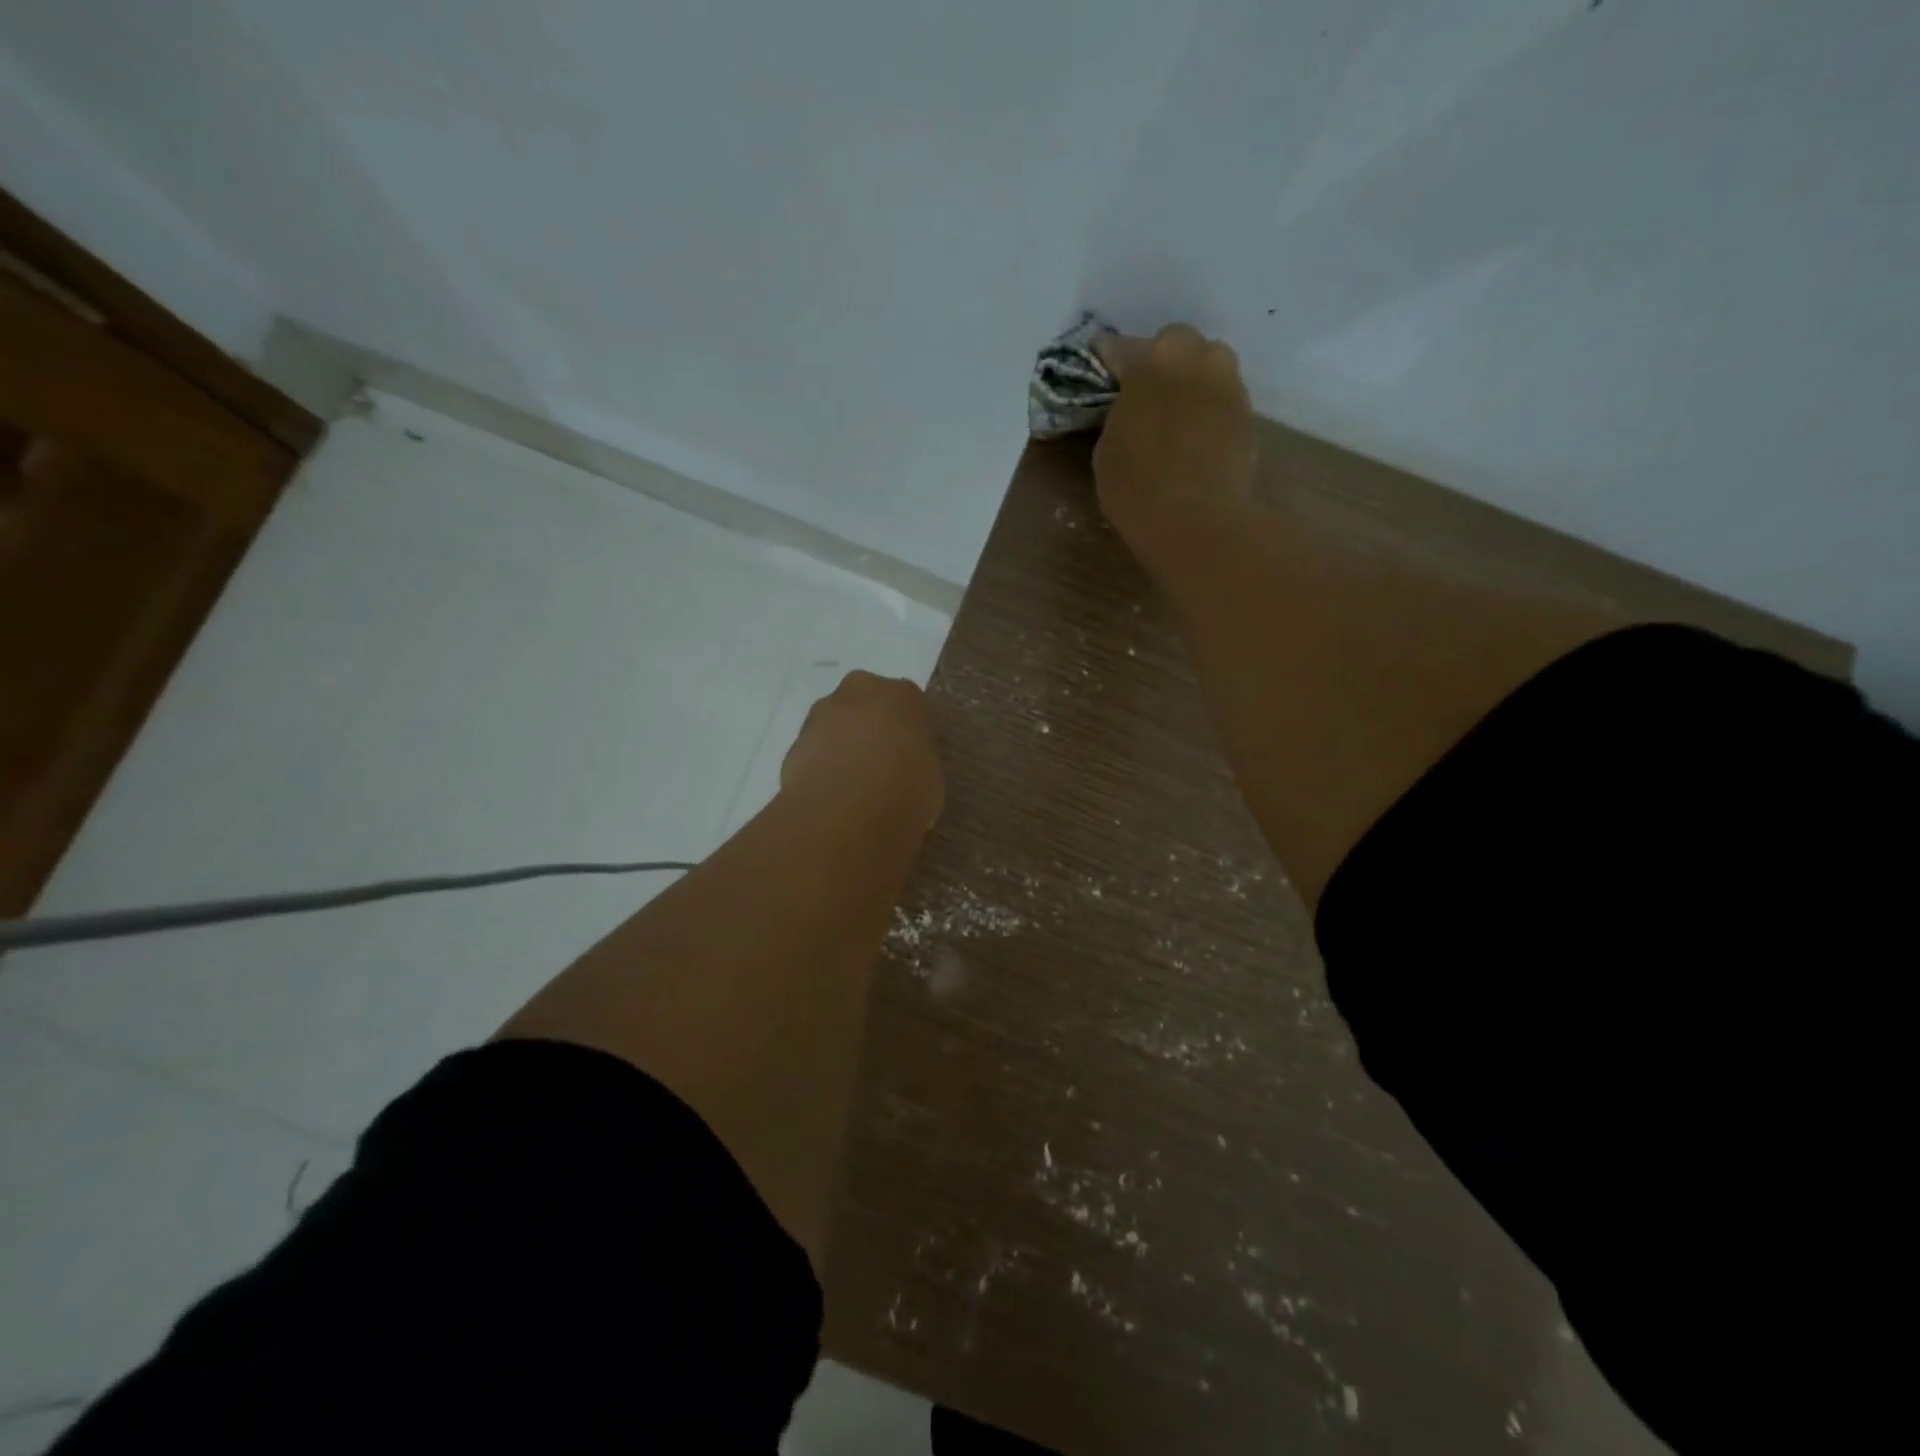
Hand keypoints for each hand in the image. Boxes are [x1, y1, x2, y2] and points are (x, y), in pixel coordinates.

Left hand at [781, 671, 944, 829]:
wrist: (841, 814)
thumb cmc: (903, 792)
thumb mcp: (932, 781)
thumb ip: (918, 762)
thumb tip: (907, 769)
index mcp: (903, 695)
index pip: (913, 709)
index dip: (913, 736)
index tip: (914, 761)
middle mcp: (861, 690)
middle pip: (870, 706)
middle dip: (874, 731)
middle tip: (883, 768)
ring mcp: (823, 712)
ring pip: (840, 725)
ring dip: (846, 745)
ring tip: (854, 787)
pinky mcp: (795, 738)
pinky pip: (817, 748)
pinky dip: (824, 764)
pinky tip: (832, 794)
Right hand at [1092, 324, 1257, 576]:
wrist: (1196, 520)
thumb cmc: (1136, 487)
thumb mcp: (1107, 448)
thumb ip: (1119, 413)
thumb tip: (1130, 407)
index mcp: (1149, 360)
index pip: (1118, 347)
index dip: (1106, 362)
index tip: (1100, 375)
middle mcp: (1194, 357)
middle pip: (1173, 342)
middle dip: (1158, 361)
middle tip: (1143, 393)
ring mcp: (1228, 382)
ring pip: (1205, 364)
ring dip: (1189, 379)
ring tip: (1173, 412)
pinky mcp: (1248, 411)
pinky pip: (1221, 396)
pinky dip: (1207, 407)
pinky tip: (1194, 435)